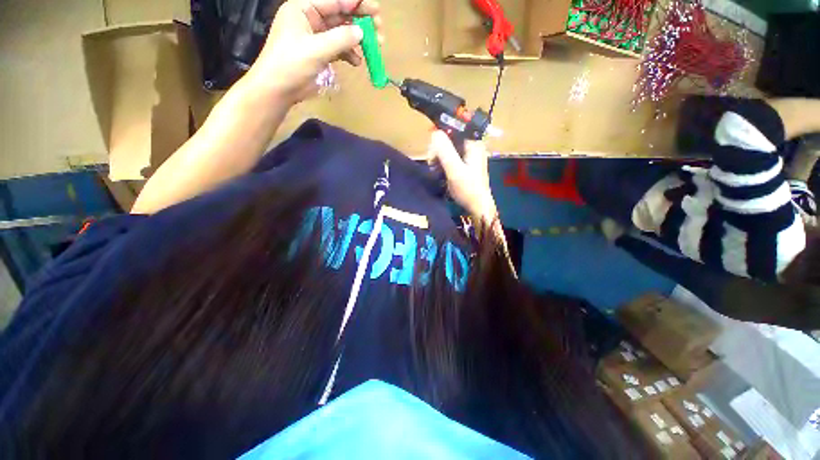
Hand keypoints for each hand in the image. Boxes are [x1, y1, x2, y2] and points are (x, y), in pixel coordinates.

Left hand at [246, 0, 382, 102]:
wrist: (279, 89)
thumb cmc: (291, 64)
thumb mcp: (316, 49)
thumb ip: (340, 39)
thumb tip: (361, 32)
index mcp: (303, 8)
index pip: (334, 1)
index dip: (355, 3)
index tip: (375, 9)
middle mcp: (310, 19)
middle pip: (340, 15)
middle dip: (360, 22)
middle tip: (379, 29)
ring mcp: (316, 37)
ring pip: (342, 33)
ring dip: (357, 40)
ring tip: (374, 48)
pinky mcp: (320, 53)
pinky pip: (339, 49)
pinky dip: (349, 54)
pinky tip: (357, 62)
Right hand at [429, 131, 497, 222]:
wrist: (477, 207)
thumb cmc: (468, 189)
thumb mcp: (455, 170)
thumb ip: (445, 151)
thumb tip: (434, 133)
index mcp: (473, 143)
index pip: (454, 128)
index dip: (440, 134)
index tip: (431, 148)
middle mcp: (471, 146)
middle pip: (449, 138)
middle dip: (437, 149)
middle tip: (432, 163)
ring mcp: (468, 155)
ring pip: (448, 148)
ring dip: (438, 157)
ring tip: (435, 169)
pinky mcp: (464, 164)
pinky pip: (450, 157)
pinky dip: (442, 162)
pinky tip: (438, 171)